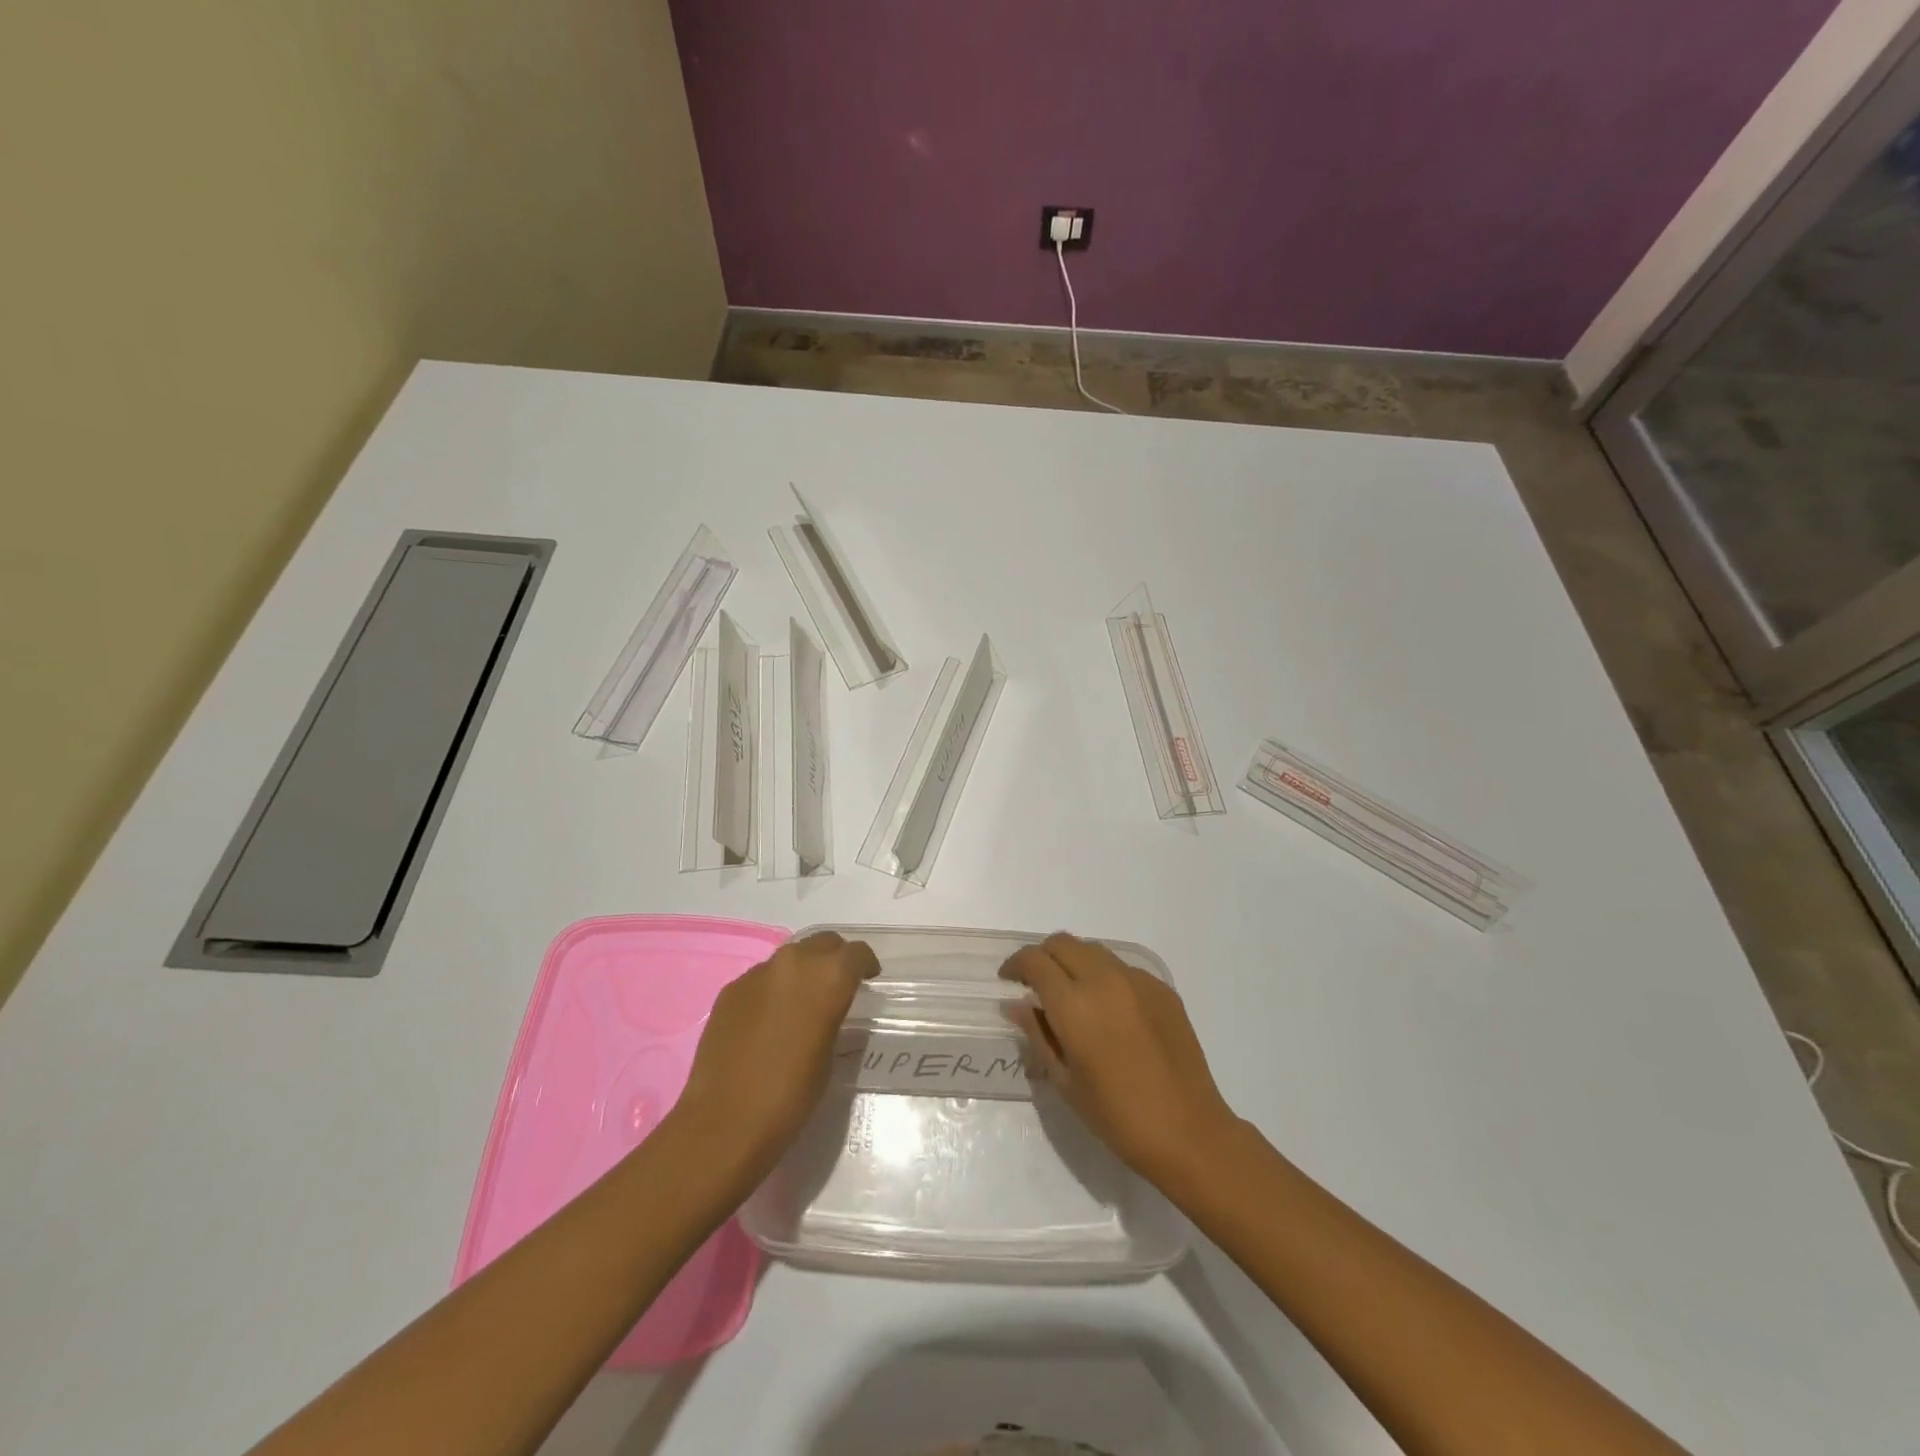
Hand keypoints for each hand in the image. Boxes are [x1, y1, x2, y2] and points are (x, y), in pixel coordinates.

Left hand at [670, 931, 878, 1178]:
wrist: (725, 1121)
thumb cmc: (791, 1094)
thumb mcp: (830, 1053)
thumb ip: (833, 1014)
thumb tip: (828, 1006)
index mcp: (828, 976)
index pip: (857, 953)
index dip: (865, 965)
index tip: (868, 980)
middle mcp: (794, 962)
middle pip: (823, 943)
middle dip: (834, 958)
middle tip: (836, 985)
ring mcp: (757, 973)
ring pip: (790, 958)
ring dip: (801, 972)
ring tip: (801, 1003)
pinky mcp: (730, 989)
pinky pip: (761, 979)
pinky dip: (772, 989)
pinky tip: (768, 1020)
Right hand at [1001, 932, 1238, 1186]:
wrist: (1188, 1132)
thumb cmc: (1117, 1117)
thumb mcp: (1065, 1081)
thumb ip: (1038, 1033)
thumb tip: (1015, 1004)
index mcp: (1075, 1005)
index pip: (1035, 961)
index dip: (1016, 965)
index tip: (1008, 980)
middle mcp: (1105, 980)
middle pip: (1063, 943)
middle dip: (1042, 956)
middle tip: (1035, 983)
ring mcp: (1138, 981)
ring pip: (1094, 950)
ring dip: (1073, 961)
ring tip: (1070, 993)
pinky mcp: (1163, 989)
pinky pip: (1123, 968)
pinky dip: (1104, 976)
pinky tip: (1108, 1010)